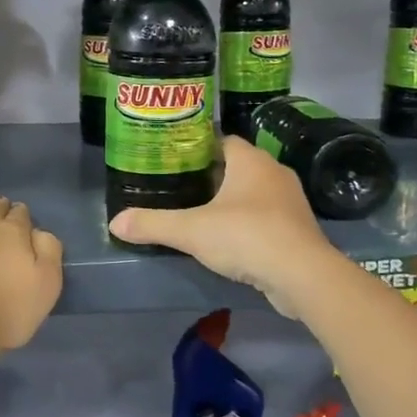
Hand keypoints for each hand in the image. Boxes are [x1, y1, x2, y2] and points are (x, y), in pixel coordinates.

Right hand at [107, 137, 334, 316]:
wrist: (303, 275)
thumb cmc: (246, 236)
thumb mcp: (191, 230)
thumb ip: (153, 224)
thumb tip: (114, 223)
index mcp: (250, 160)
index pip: (222, 140)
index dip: (198, 147)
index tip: (174, 159)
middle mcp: (274, 172)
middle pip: (237, 165)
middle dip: (212, 174)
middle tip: (181, 186)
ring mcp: (290, 200)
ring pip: (253, 191)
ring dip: (232, 200)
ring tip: (201, 212)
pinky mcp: (297, 228)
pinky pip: (267, 216)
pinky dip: (248, 222)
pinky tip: (230, 238)